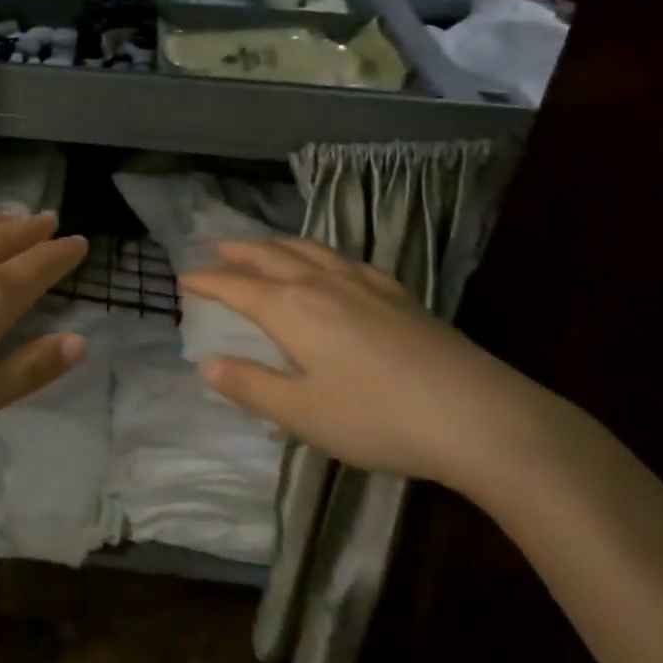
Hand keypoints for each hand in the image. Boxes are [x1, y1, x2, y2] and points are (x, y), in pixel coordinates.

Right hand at [181, 238, 548, 486]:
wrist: (479, 416)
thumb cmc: (378, 418)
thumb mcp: (302, 413)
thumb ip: (251, 386)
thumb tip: (207, 365)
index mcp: (290, 309)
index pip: (235, 287)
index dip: (206, 282)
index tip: (184, 279)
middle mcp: (320, 284)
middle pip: (269, 256)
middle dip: (238, 251)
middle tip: (216, 248)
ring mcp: (362, 284)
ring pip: (308, 250)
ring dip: (277, 244)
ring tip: (264, 246)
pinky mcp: (398, 294)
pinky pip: (346, 260)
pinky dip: (322, 254)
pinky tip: (332, 264)